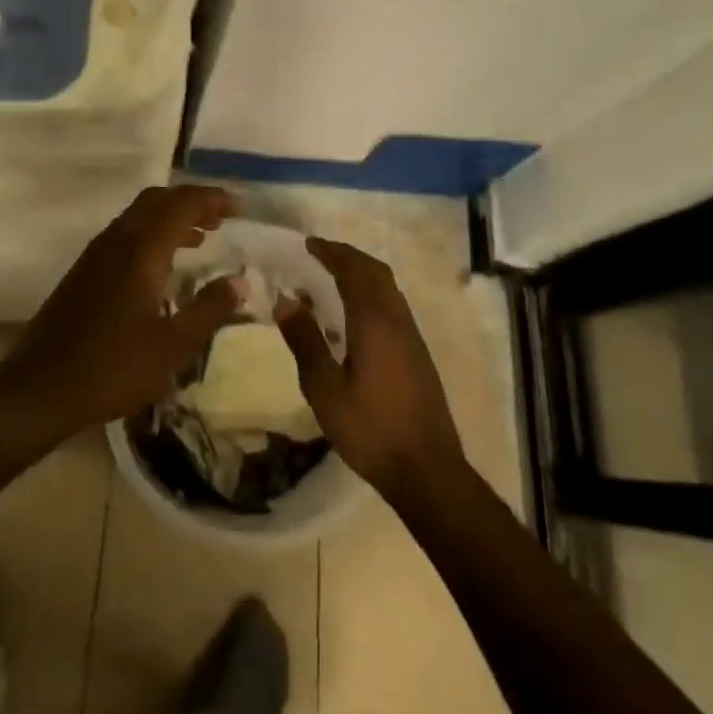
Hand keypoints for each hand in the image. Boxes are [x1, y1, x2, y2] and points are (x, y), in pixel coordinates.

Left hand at [0, 185, 240, 435]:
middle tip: (221, 219)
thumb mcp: (173, 346)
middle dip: (191, 202)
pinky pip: (126, 233)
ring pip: (139, 215)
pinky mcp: (85, 270)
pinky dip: (152, 234)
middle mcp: (118, 239)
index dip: (213, 199)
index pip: (182, 204)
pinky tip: (163, 266)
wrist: (41, 387)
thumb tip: (240, 280)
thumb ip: (209, 309)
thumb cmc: (113, 367)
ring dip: (171, 217)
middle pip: (158, 200)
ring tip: (201, 238)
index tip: (239, 207)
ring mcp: (97, 253)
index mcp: (141, 249)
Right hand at [277, 237, 466, 506]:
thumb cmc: (371, 429)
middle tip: (319, 254)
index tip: (308, 244)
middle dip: (348, 257)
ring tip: (331, 280)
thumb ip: (305, 341)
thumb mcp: (325, 389)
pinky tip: (352, 318)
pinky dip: (370, 294)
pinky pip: (392, 306)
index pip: (353, 270)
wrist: (427, 470)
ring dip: (361, 274)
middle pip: (375, 272)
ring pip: (387, 288)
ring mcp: (412, 336)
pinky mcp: (417, 354)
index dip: (331, 252)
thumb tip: (285, 300)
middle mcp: (397, 319)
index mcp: (374, 321)